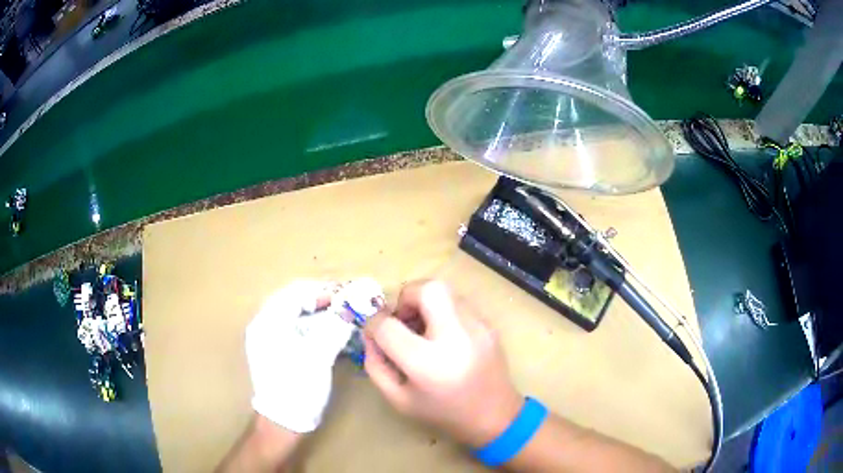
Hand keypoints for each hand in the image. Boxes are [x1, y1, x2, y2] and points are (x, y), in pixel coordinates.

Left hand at [245, 280, 353, 432]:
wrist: (283, 421)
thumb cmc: (297, 387)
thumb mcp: (318, 356)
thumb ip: (334, 327)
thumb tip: (351, 307)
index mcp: (268, 322)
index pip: (296, 292)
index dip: (323, 290)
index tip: (348, 293)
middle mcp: (266, 325)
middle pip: (296, 301)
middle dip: (324, 300)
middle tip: (349, 304)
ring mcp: (270, 338)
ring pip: (298, 315)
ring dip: (322, 313)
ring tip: (345, 315)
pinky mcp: (279, 350)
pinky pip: (298, 329)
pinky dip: (316, 326)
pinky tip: (333, 332)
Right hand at [363, 280, 523, 447]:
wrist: (495, 416)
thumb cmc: (443, 413)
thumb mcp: (398, 399)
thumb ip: (376, 365)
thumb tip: (370, 333)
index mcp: (428, 363)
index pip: (388, 326)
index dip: (373, 324)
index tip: (375, 332)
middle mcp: (456, 338)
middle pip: (427, 289)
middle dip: (407, 296)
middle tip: (403, 319)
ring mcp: (478, 327)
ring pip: (445, 291)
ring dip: (426, 303)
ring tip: (424, 329)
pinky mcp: (489, 325)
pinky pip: (459, 304)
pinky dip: (444, 312)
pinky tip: (445, 337)